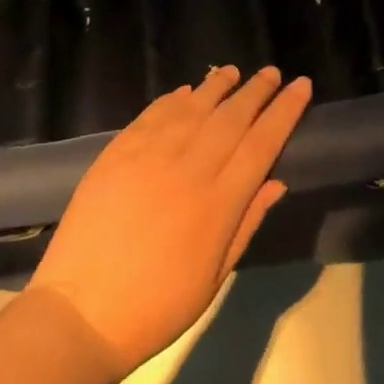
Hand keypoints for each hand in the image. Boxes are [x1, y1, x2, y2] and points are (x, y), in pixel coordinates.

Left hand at [27, 66, 311, 380]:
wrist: (81, 312)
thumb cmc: (157, 305)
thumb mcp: (215, 276)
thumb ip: (246, 223)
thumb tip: (277, 181)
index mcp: (218, 203)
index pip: (262, 143)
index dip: (285, 111)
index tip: (301, 86)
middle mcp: (189, 168)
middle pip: (231, 117)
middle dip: (256, 91)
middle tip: (272, 72)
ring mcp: (150, 155)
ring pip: (193, 107)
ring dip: (216, 86)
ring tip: (232, 71)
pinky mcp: (117, 153)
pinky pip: (152, 114)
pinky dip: (172, 98)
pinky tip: (186, 91)